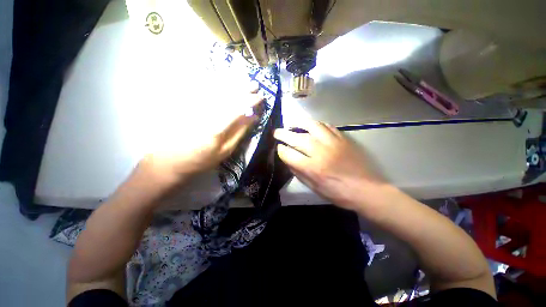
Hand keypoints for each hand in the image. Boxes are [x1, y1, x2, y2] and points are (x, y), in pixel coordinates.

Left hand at [138, 85, 264, 189]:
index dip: (250, 101)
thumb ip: (240, 132)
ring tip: (243, 79)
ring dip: (231, 82)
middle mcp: (205, 112)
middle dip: (243, 88)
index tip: (260, 97)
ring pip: (215, 88)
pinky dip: (214, 81)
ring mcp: (194, 105)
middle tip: (254, 84)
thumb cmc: (202, 159)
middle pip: (226, 94)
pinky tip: (223, 78)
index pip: (237, 108)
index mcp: (217, 127)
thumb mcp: (226, 151)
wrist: (171, 160)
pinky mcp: (186, 103)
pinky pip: (201, 88)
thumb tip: (253, 117)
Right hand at [273, 119, 386, 210]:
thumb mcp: (314, 188)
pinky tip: (311, 127)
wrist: (366, 189)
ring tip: (292, 124)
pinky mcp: (342, 138)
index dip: (281, 150)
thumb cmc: (338, 193)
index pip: (289, 154)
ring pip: (312, 126)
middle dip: (283, 134)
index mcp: (313, 168)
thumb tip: (288, 160)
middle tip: (277, 132)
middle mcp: (321, 152)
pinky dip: (316, 124)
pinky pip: (326, 126)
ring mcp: (333, 143)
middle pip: (297, 138)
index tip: (279, 148)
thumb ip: (299, 173)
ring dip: (299, 123)